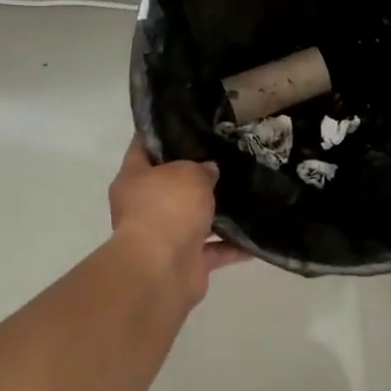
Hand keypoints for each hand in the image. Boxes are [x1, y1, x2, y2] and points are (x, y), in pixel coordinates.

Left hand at [108, 137, 249, 299]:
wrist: (162, 270)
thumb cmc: (167, 208)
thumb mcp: (189, 173)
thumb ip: (202, 168)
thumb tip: (209, 171)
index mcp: (133, 178)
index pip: (143, 145)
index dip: (163, 132)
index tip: (188, 121)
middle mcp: (145, 206)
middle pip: (171, 184)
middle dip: (197, 174)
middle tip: (227, 156)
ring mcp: (164, 236)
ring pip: (194, 217)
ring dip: (217, 212)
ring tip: (248, 191)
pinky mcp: (186, 261)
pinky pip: (214, 249)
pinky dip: (233, 245)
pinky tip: (257, 233)